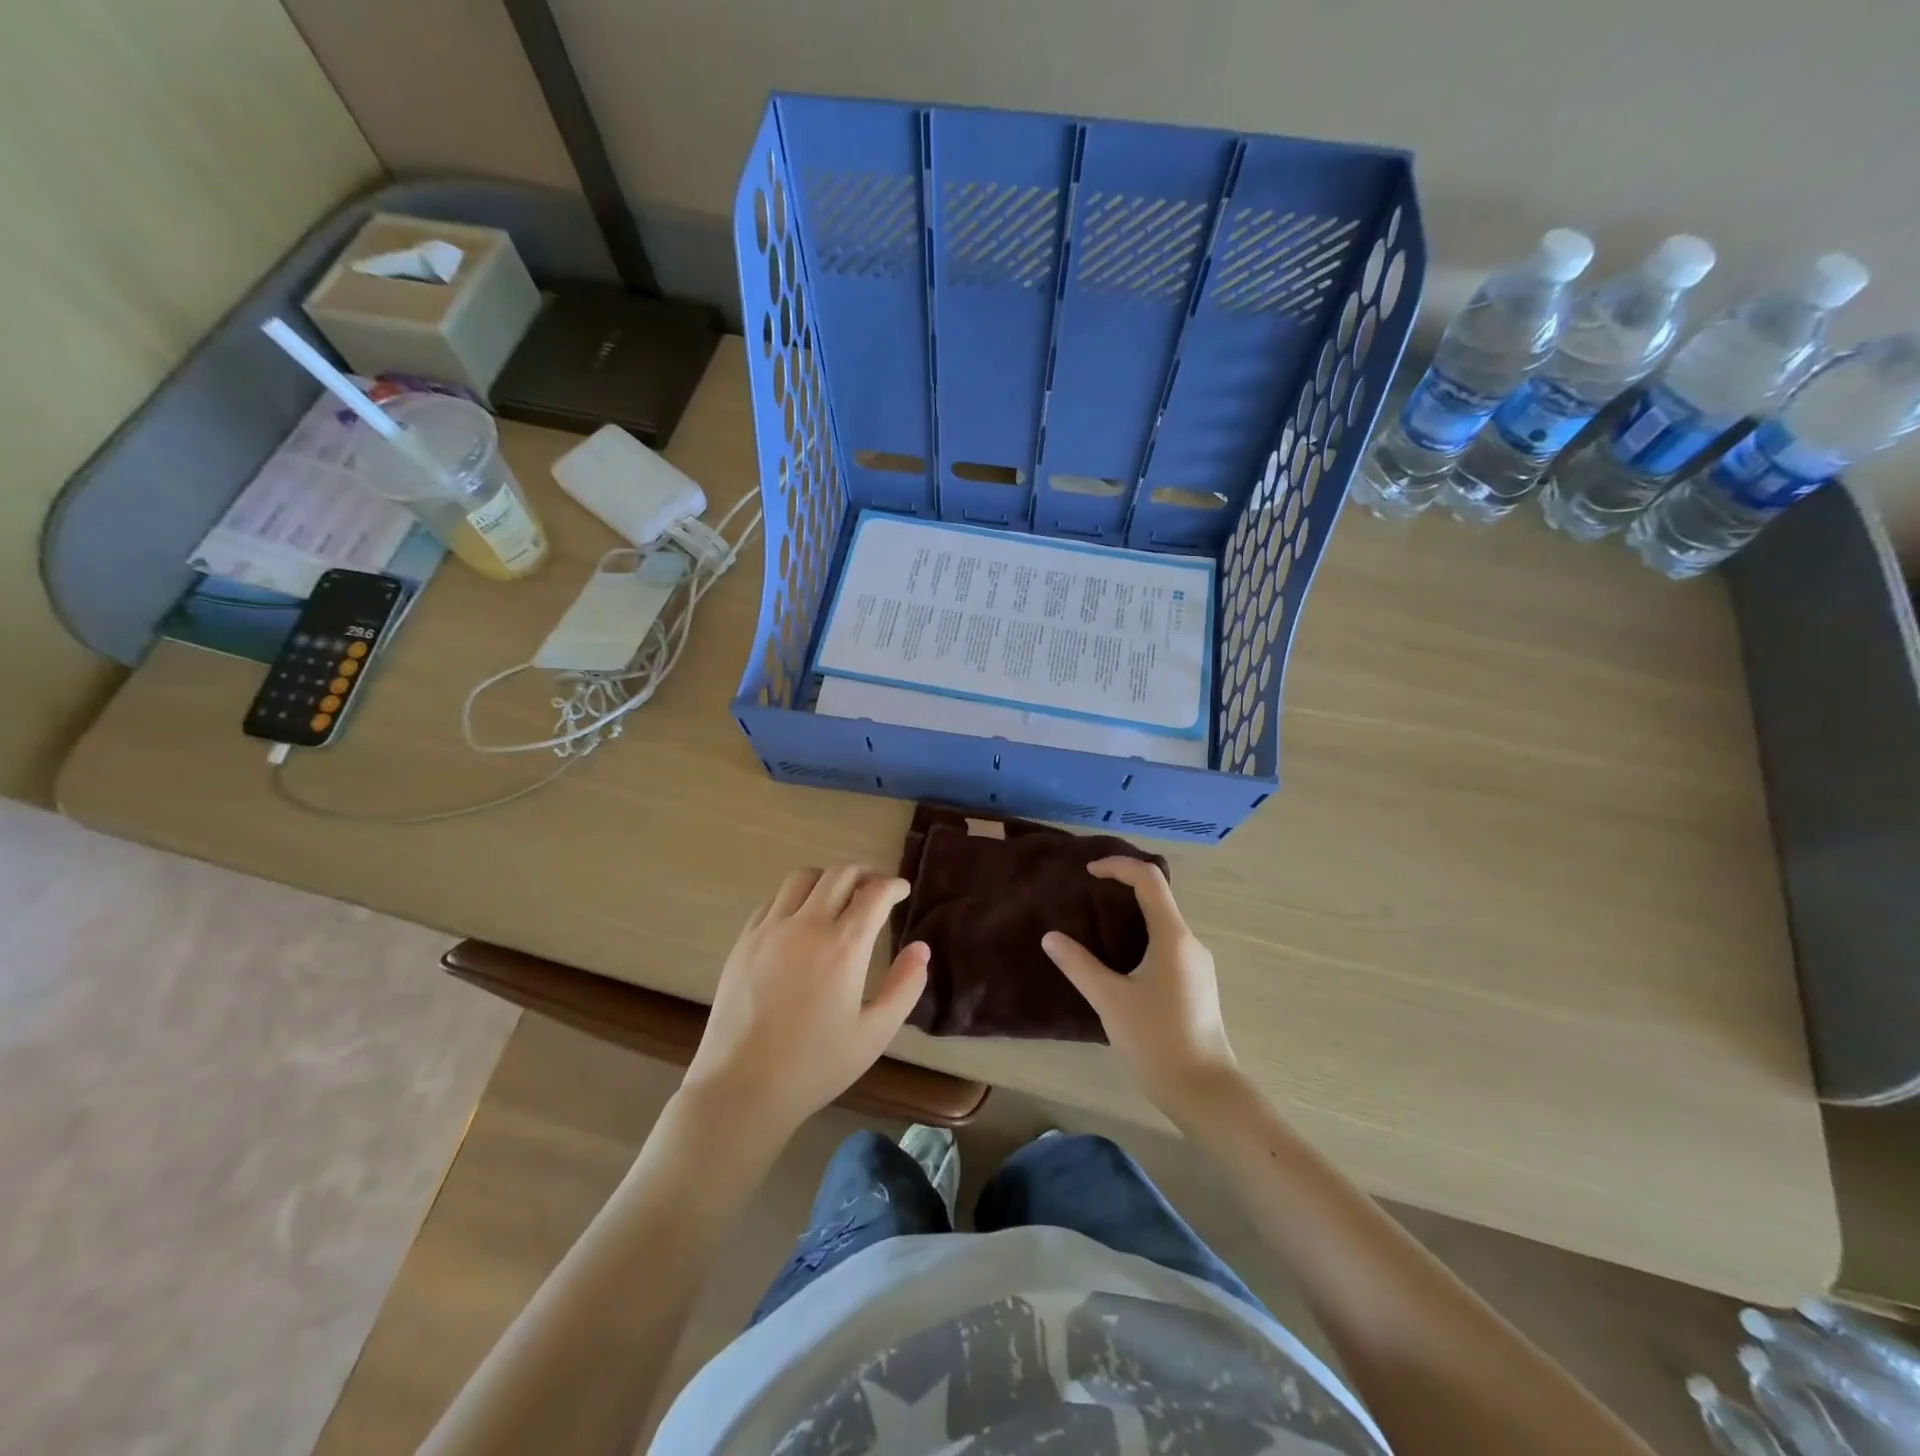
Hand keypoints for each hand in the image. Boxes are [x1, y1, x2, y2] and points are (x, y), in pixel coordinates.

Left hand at [684, 865, 929, 1135]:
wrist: (742, 1088)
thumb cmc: (815, 1066)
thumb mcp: (875, 1034)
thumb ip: (905, 987)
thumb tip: (921, 948)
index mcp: (844, 947)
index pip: (875, 893)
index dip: (893, 885)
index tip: (902, 890)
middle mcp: (808, 926)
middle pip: (840, 874)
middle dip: (865, 874)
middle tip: (876, 889)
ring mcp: (771, 930)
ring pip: (803, 878)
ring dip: (828, 879)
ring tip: (839, 897)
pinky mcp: (745, 940)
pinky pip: (774, 900)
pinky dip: (796, 897)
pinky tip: (801, 918)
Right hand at [1042, 857, 1239, 1113]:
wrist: (1204, 1091)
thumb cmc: (1156, 1040)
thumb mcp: (1110, 1000)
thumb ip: (1078, 964)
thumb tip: (1050, 938)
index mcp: (1173, 937)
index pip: (1149, 879)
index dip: (1118, 867)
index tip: (1088, 873)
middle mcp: (1190, 943)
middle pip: (1158, 896)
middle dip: (1123, 887)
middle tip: (1087, 895)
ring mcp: (1197, 964)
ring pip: (1163, 922)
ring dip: (1132, 913)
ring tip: (1096, 925)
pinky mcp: (1196, 984)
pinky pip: (1167, 943)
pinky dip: (1142, 935)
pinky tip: (1120, 959)